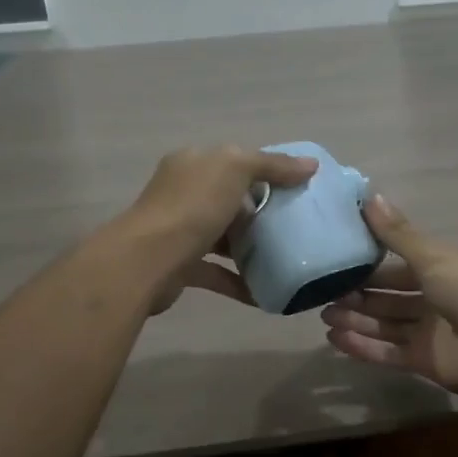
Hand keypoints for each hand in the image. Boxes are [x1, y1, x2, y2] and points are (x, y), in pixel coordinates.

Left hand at [122, 145, 317, 311]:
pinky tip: (265, 294)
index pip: (235, 162)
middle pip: (230, 200)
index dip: (267, 172)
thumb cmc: (192, 207)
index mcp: (194, 164)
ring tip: (285, 259)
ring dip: (251, 249)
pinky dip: (240, 282)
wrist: (147, 261)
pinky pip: (217, 273)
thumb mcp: (236, 169)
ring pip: (223, 237)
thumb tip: (310, 165)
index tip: (297, 190)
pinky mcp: (181, 266)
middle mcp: (183, 193)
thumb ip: (273, 165)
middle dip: (261, 214)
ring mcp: (180, 231)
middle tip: (295, 227)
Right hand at [320, 196, 457, 397]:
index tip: (340, 261)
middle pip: (390, 298)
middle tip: (323, 293)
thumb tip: (369, 195)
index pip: (401, 267)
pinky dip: (362, 347)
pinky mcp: (424, 362)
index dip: (372, 265)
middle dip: (359, 295)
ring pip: (385, 325)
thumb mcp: (434, 256)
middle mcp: (436, 301)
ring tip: (324, 315)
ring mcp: (430, 334)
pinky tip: (335, 339)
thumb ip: (398, 233)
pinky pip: (387, 353)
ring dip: (356, 320)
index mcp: (444, 270)